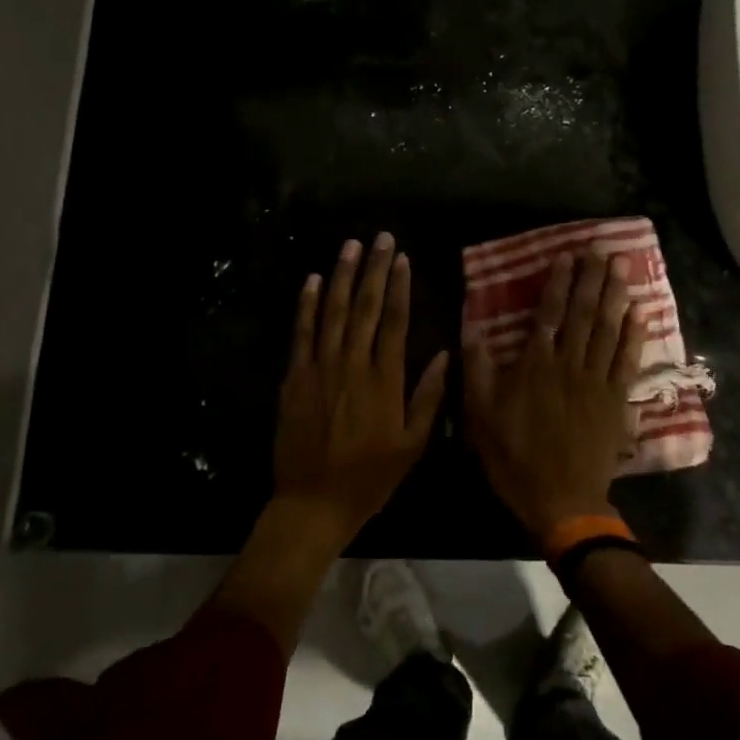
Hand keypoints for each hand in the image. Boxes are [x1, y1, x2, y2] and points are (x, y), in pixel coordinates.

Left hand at [272, 232, 448, 545]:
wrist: (313, 502)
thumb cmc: (369, 477)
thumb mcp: (412, 445)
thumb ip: (428, 398)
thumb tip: (444, 355)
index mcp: (385, 380)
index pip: (394, 322)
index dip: (399, 287)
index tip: (402, 258)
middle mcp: (353, 365)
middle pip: (364, 307)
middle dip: (373, 269)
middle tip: (379, 237)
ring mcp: (320, 368)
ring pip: (332, 312)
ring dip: (341, 276)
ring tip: (349, 246)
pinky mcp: (295, 377)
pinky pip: (301, 333)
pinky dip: (306, 304)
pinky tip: (312, 280)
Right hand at [464, 250, 645, 542]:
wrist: (562, 500)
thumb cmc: (515, 457)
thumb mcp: (481, 415)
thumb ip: (477, 370)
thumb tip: (472, 330)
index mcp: (535, 365)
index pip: (548, 314)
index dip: (557, 284)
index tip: (566, 257)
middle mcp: (568, 364)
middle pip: (583, 313)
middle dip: (591, 279)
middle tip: (601, 250)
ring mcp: (596, 381)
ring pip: (607, 329)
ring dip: (614, 295)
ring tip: (621, 267)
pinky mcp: (616, 401)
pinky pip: (626, 360)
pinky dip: (633, 334)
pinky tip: (638, 312)